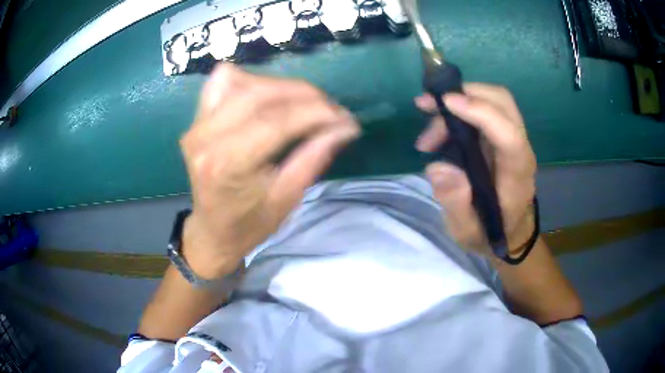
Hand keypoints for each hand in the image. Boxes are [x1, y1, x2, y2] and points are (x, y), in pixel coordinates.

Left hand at [180, 64, 359, 278]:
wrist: (213, 231)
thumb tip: (345, 126)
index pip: (278, 121)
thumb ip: (315, 156)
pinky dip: (248, 81)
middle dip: (304, 95)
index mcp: (228, 164)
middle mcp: (206, 137)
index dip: (317, 112)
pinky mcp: (196, 119)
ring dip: (280, 86)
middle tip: (330, 108)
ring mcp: (197, 125)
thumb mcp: (288, 197)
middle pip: (260, 94)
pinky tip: (265, 96)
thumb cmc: (250, 223)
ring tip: (303, 103)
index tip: (345, 117)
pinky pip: (221, 82)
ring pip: (242, 81)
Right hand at [415, 84, 536, 257]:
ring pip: (494, 100)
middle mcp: (521, 150)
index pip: (508, 135)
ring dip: (458, 102)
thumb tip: (438, 167)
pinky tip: (440, 130)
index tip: (445, 103)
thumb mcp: (467, 232)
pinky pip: (487, 109)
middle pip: (503, 102)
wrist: (512, 233)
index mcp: (516, 176)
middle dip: (465, 94)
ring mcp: (515, 140)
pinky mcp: (505, 137)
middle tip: (426, 106)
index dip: (480, 112)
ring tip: (428, 134)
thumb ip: (455, 204)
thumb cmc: (491, 235)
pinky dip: (461, 109)